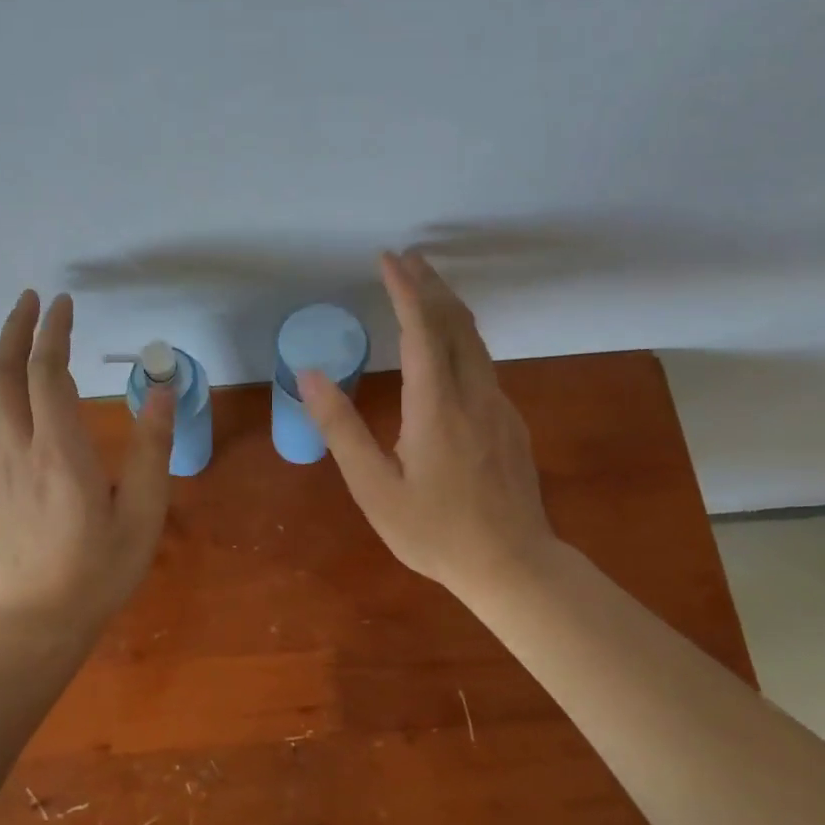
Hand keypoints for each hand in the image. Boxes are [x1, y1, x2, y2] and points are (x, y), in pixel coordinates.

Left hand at [0, 290, 175, 632]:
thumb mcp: (143, 512)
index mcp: (59, 451)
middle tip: (32, 299)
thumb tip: (159, 390)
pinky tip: (15, 387)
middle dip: (15, 329)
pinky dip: (0, 385)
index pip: (46, 373)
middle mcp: (19, 448)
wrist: (39, 619)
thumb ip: (152, 448)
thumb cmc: (100, 568)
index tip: (64, 302)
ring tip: (22, 330)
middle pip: (4, 373)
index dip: (54, 332)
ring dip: (2, 354)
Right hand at [298, 250, 553, 602]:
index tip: (388, 259)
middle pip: (456, 323)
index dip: (404, 290)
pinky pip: (483, 364)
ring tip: (425, 287)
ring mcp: (499, 407)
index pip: (422, 330)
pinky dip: (461, 338)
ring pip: (475, 341)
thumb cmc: (434, 531)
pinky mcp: (510, 422)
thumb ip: (342, 428)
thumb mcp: (374, 487)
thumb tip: (310, 375)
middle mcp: (473, 395)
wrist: (513, 565)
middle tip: (407, 258)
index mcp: (436, 407)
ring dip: (448, 307)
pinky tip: (448, 347)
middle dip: (431, 285)